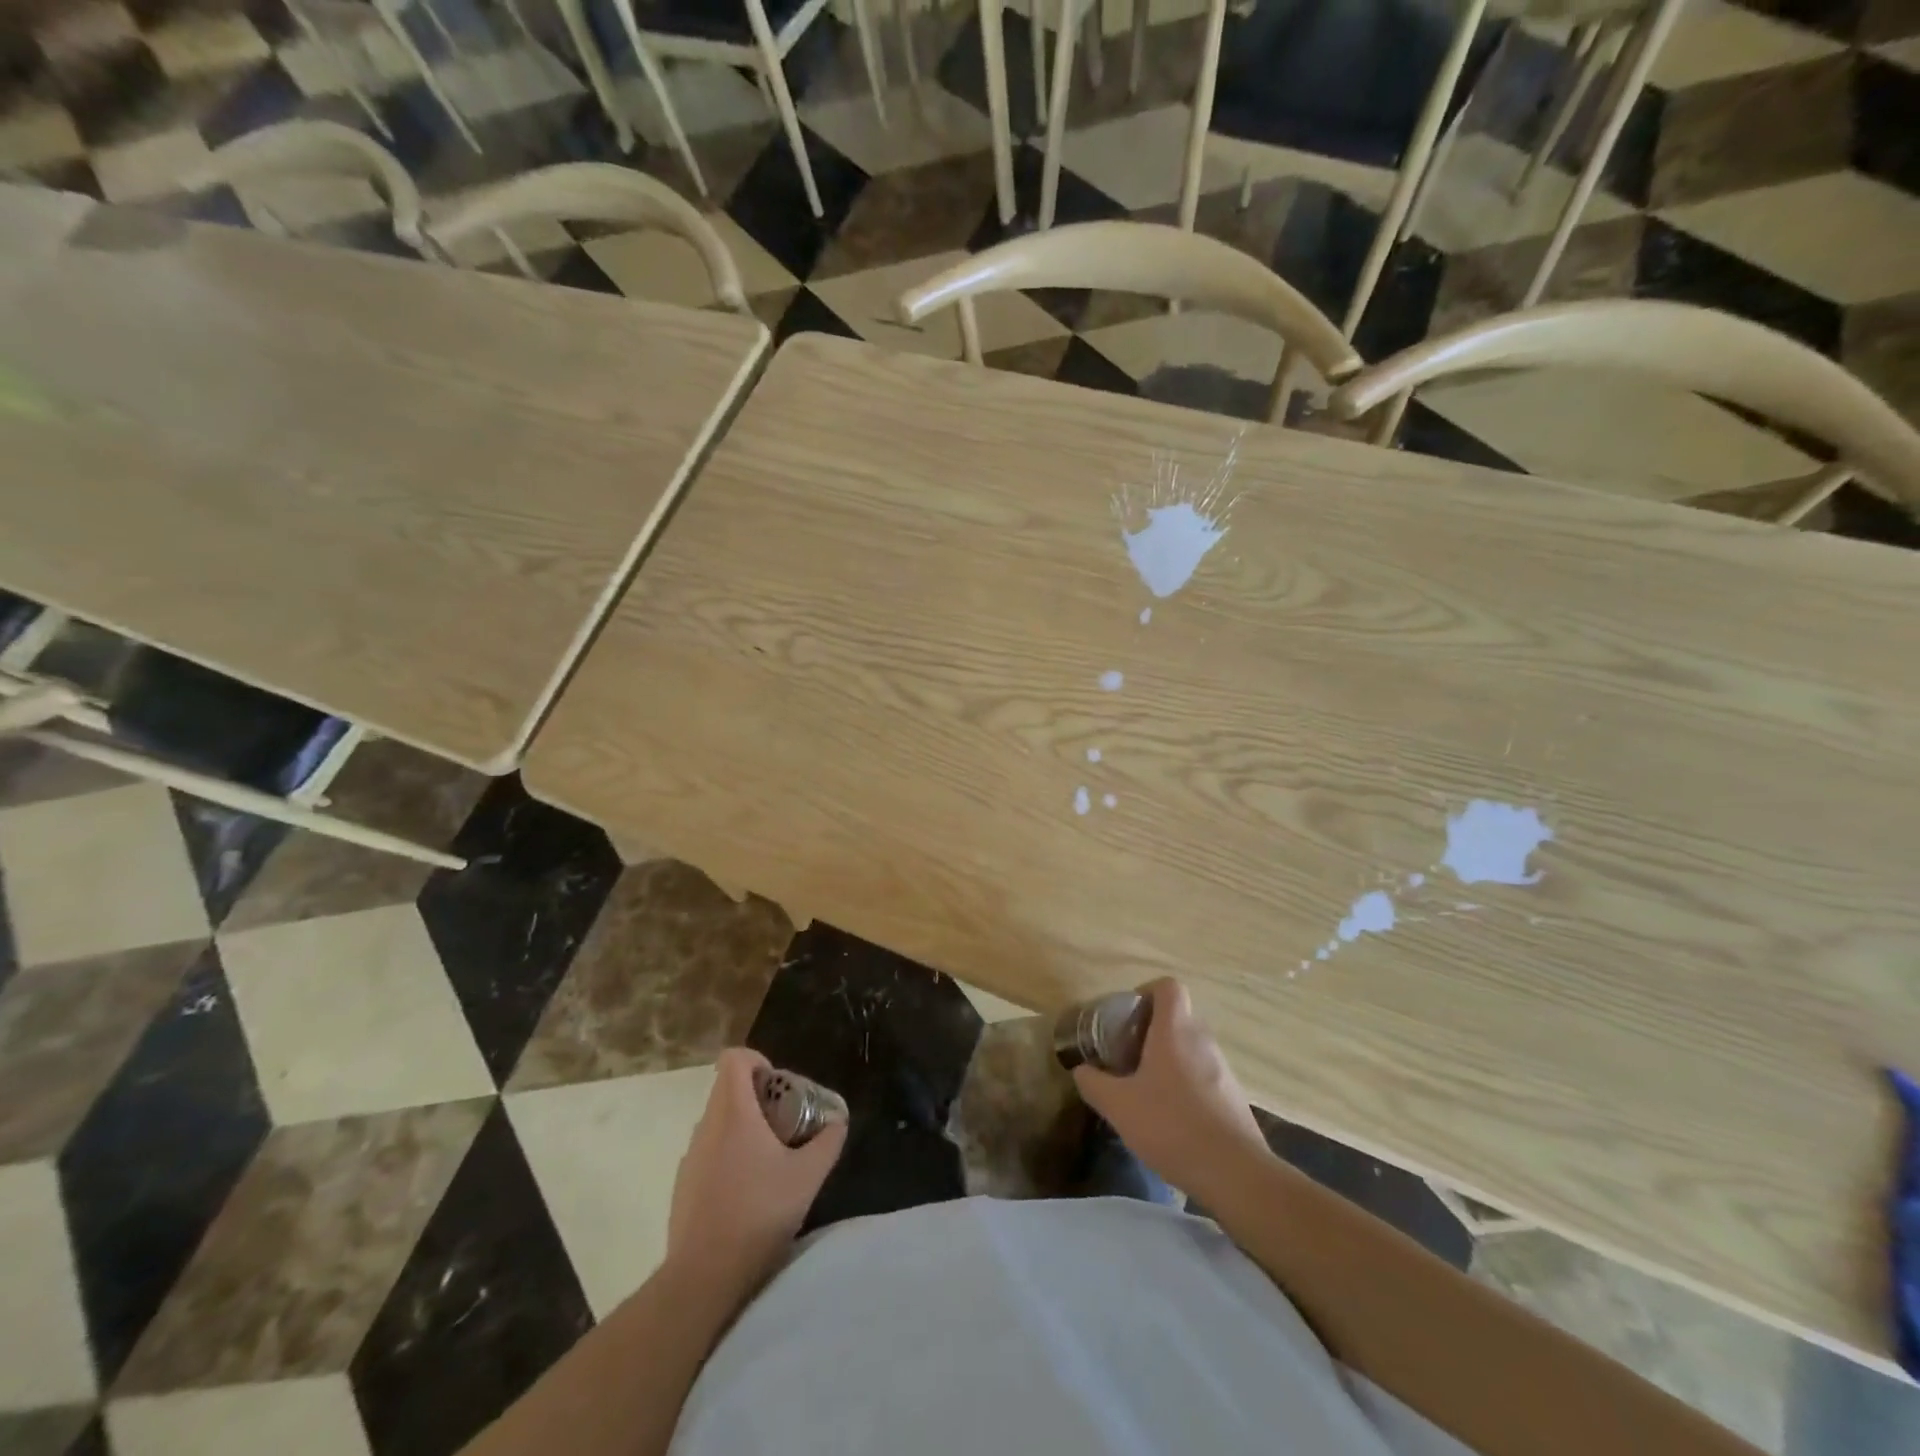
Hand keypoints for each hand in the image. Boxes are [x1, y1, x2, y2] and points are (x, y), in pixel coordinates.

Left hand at [667, 1048, 846, 1297]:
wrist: (702, 1278)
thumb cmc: (758, 1215)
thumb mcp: (807, 1177)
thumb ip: (828, 1142)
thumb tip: (838, 1121)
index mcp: (733, 1113)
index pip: (734, 1059)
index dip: (757, 1060)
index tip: (779, 1085)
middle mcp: (706, 1126)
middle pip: (728, 1089)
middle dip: (758, 1097)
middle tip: (785, 1124)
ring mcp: (690, 1157)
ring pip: (718, 1122)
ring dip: (743, 1128)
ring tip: (770, 1161)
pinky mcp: (682, 1186)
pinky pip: (708, 1152)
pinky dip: (728, 1156)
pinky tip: (748, 1192)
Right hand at [1071, 979, 1266, 1199]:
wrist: (1234, 1173)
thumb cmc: (1171, 1125)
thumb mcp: (1118, 1105)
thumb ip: (1093, 1083)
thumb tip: (1081, 1070)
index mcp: (1175, 1031)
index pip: (1168, 986)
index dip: (1146, 992)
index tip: (1127, 1016)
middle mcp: (1203, 1041)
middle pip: (1177, 1018)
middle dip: (1150, 1031)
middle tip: (1127, 1056)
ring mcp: (1223, 1069)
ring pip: (1190, 1049)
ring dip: (1168, 1060)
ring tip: (1145, 1091)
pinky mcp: (1234, 1098)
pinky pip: (1204, 1077)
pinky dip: (1185, 1086)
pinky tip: (1171, 1119)